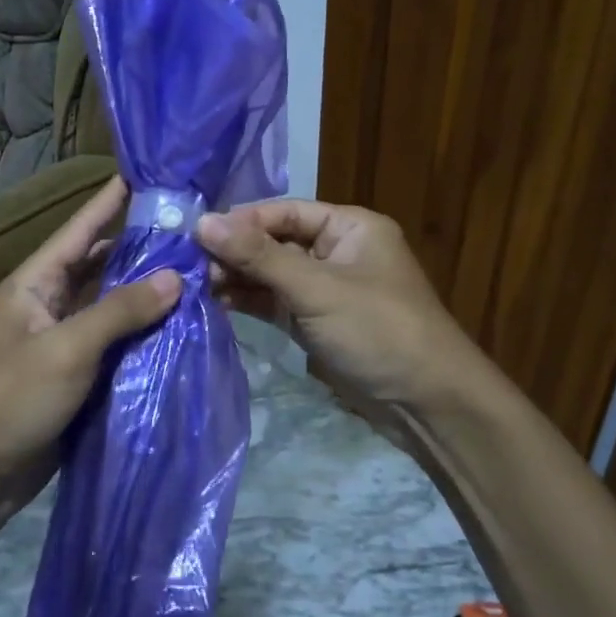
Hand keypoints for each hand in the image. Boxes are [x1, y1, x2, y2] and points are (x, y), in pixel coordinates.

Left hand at [0, 178, 180, 525]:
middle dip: (141, 248)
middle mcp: (48, 304)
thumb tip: (176, 275)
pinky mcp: (74, 377)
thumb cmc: (7, 401)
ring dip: (146, 293)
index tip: (147, 173)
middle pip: (100, 265)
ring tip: (197, 272)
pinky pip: (114, 344)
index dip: (111, 200)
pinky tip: (180, 327)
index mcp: (34, 283)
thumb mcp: (65, 350)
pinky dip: (143, 334)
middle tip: (193, 231)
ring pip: (111, 306)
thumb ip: (120, 311)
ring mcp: (61, 342)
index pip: (80, 229)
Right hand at [196, 200, 488, 410]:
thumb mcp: (316, 288)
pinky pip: (276, 302)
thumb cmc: (377, 329)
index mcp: (349, 227)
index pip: (284, 212)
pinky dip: (250, 302)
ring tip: (195, 286)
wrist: (427, 404)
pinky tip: (216, 303)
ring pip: (272, 274)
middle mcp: (336, 250)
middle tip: (188, 265)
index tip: (196, 234)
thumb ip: (259, 256)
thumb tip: (203, 221)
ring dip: (238, 278)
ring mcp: (325, 288)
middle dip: (235, 252)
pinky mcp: (316, 321)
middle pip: (275, 241)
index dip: (241, 221)